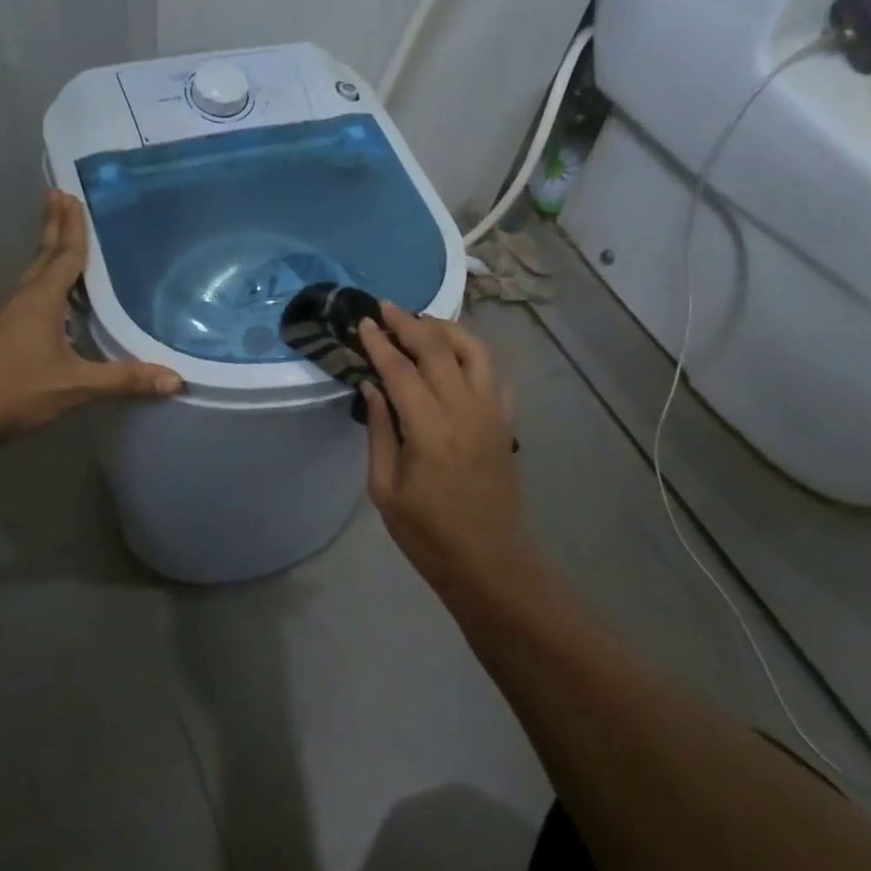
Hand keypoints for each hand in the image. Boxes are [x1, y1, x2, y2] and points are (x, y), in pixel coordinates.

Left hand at [0, 191, 182, 443]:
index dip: (72, 227)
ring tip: (59, 246)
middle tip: (58, 196)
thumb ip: (122, 380)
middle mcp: (18, 298)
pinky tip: (44, 305)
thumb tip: (175, 379)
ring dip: (45, 256)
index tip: (71, 195)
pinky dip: (37, 286)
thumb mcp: (73, 386)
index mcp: (40, 300)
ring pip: (29, 277)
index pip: (64, 255)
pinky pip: (20, 298)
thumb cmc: (13, 390)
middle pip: (41, 256)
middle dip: (53, 226)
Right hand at [358, 305, 526, 578]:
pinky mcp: (507, 422)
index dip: (379, 342)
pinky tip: (455, 357)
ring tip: (421, 323)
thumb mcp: (385, 489)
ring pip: (475, 350)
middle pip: (438, 349)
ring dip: (446, 329)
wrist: (489, 561)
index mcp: (430, 430)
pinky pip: (494, 374)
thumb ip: (380, 431)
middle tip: (386, 309)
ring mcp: (493, 413)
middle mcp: (465, 410)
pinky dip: (474, 355)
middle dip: (409, 323)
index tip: (363, 322)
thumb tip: (371, 385)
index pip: (401, 370)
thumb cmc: (428, 534)